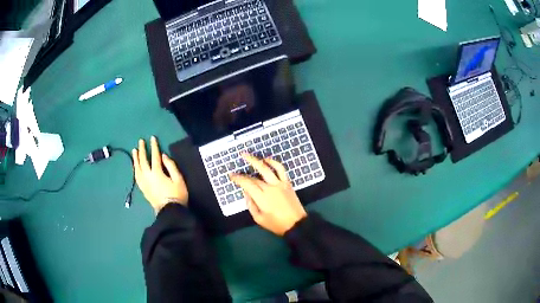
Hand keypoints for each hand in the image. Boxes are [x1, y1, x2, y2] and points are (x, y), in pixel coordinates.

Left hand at [132, 136, 187, 213]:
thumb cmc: (177, 195)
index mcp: (157, 173)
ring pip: (137, 169)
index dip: (154, 146)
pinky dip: (135, 169)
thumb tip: (163, 156)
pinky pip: (137, 177)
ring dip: (136, 159)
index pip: (154, 157)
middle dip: (142, 150)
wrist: (170, 212)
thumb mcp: (178, 179)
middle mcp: (148, 177)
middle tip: (140, 141)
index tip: (152, 138)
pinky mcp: (143, 189)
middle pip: (143, 161)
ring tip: (134, 151)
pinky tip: (135, 166)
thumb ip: (171, 166)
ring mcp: (144, 184)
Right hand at [230, 154, 306, 235]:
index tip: (231, 175)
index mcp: (262, 198)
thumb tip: (246, 192)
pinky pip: (280, 169)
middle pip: (254, 177)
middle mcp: (270, 187)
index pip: (247, 184)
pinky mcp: (287, 182)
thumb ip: (250, 204)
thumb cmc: (276, 224)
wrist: (296, 224)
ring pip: (266, 168)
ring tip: (247, 155)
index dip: (238, 179)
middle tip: (235, 168)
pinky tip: (266, 159)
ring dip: (255, 160)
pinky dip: (273, 162)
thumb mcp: (259, 219)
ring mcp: (280, 183)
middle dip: (243, 173)